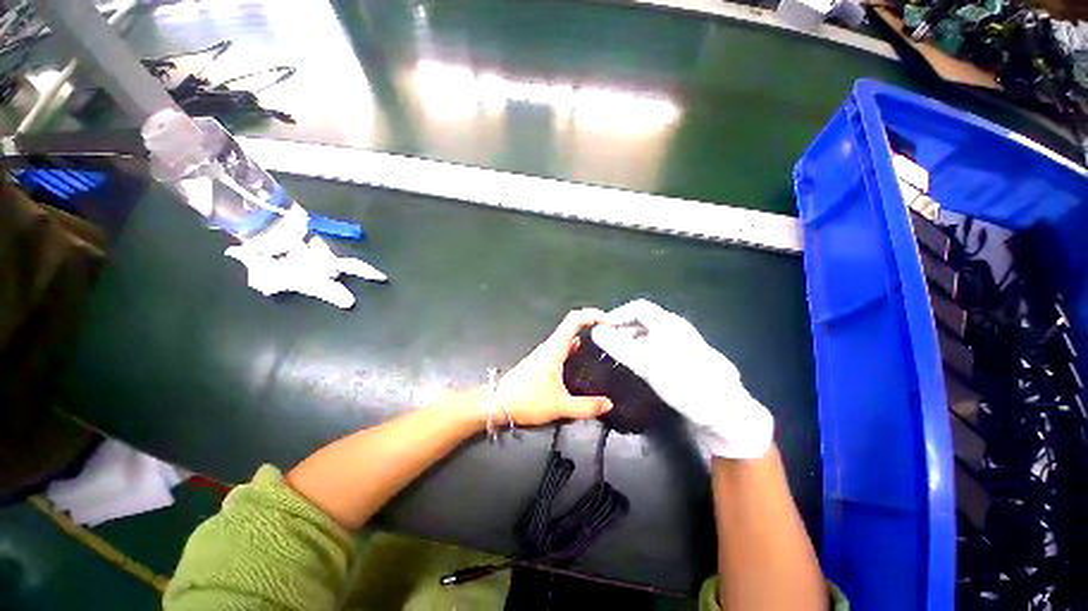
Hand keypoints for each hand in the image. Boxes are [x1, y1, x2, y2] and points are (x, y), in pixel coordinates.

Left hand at [496, 309, 613, 426]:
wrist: (498, 404)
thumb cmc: (527, 400)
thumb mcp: (560, 406)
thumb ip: (586, 407)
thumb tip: (608, 404)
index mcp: (555, 348)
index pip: (574, 320)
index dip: (593, 315)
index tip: (610, 322)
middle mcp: (550, 346)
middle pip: (573, 326)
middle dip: (594, 326)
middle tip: (613, 336)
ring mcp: (545, 354)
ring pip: (569, 338)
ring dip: (586, 338)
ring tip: (605, 347)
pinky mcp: (542, 362)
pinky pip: (563, 349)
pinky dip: (577, 350)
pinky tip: (585, 363)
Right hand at [591, 299, 772, 457]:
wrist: (726, 414)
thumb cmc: (685, 383)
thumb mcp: (647, 364)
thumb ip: (619, 346)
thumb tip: (596, 331)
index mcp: (669, 324)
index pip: (637, 308)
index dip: (617, 315)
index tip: (601, 330)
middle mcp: (676, 330)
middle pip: (643, 321)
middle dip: (622, 329)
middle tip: (606, 345)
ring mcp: (682, 345)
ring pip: (650, 335)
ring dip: (631, 341)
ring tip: (618, 356)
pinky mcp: (684, 361)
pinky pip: (657, 348)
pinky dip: (642, 352)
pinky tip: (638, 367)